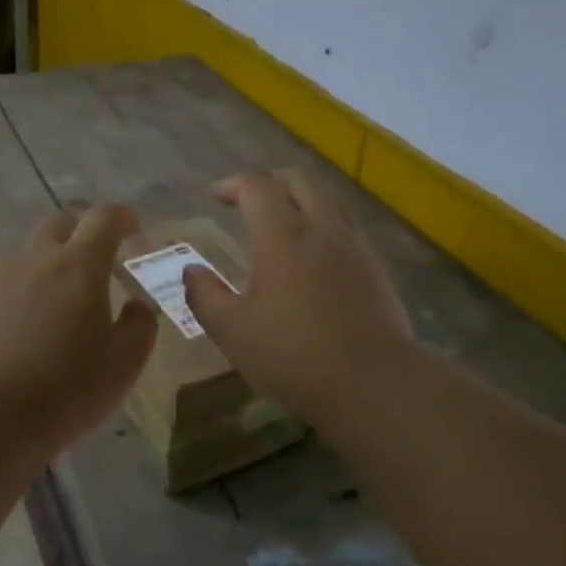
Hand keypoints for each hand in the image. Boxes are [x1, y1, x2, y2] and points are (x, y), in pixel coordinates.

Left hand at [0, 204, 157, 452]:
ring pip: (25, 253)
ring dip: (43, 264)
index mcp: (79, 264)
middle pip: (60, 223)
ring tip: (50, 300)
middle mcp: (35, 257)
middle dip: (80, 232)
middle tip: (92, 261)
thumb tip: (137, 305)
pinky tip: (12, 323)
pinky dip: (11, 290)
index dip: (120, 216)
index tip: (130, 227)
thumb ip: (140, 325)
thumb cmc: (65, 389)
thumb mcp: (124, 364)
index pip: (104, 218)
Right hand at [183, 171, 416, 423]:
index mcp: (282, 235)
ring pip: (329, 200)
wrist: (373, 383)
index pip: (257, 187)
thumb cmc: (293, 354)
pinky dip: (325, 223)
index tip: (216, 196)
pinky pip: (347, 227)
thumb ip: (205, 296)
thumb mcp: (232, 331)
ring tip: (285, 221)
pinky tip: (316, 254)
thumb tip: (190, 271)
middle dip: (270, 183)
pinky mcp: (375, 268)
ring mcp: (354, 246)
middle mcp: (321, 228)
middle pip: (299, 182)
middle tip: (250, 202)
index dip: (233, 184)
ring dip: (302, 199)